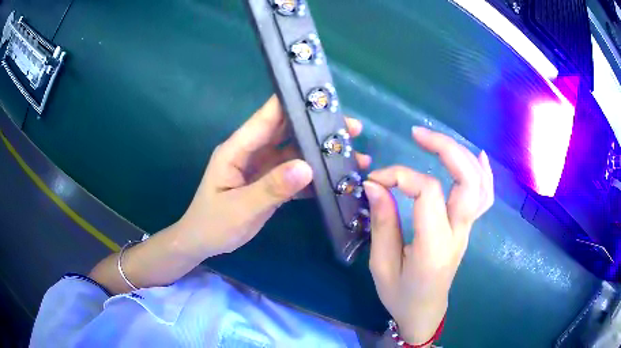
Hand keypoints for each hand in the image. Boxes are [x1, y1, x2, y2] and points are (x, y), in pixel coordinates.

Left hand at [177, 95, 370, 258]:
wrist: (203, 242)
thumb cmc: (213, 224)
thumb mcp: (239, 208)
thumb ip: (270, 188)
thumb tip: (307, 166)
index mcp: (237, 149)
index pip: (267, 117)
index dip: (292, 103)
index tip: (324, 98)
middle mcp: (252, 152)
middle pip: (287, 131)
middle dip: (318, 127)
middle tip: (353, 129)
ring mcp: (262, 167)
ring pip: (296, 153)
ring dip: (321, 153)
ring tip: (354, 155)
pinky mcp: (269, 183)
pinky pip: (295, 175)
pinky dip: (314, 176)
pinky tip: (336, 180)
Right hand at [363, 127, 493, 345]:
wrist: (425, 312)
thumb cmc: (400, 296)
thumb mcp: (382, 266)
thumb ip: (382, 224)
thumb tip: (376, 185)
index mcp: (435, 247)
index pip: (428, 193)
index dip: (401, 176)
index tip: (376, 179)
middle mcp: (458, 233)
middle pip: (468, 180)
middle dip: (445, 149)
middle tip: (417, 134)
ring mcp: (468, 230)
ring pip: (480, 183)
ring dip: (461, 154)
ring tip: (436, 140)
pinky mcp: (468, 228)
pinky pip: (485, 196)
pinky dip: (483, 171)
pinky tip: (476, 155)